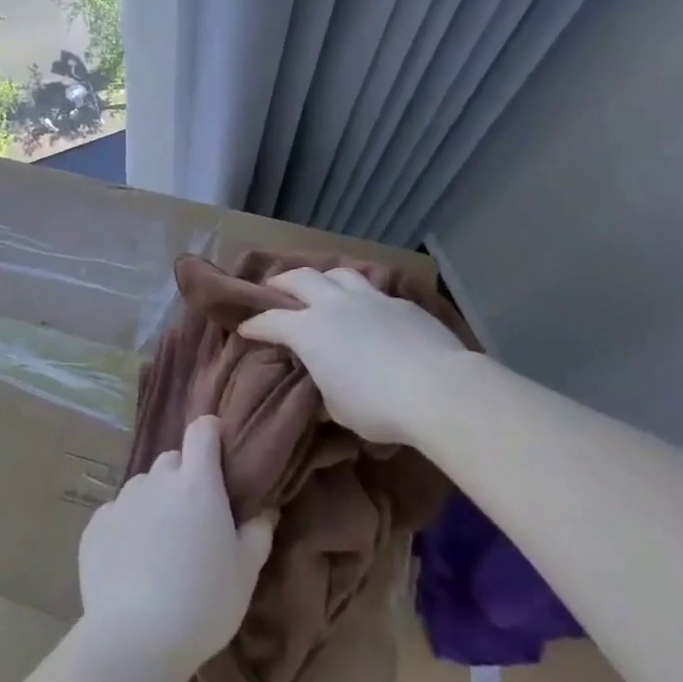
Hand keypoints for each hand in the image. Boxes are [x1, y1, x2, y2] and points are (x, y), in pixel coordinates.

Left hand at [78, 416, 274, 674]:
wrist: (136, 637)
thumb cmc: (203, 602)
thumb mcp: (245, 572)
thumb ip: (258, 532)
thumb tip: (266, 508)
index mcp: (196, 483)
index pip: (202, 431)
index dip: (211, 432)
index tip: (219, 449)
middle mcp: (156, 481)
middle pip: (172, 461)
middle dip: (185, 477)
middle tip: (195, 516)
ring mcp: (122, 500)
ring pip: (143, 487)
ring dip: (155, 502)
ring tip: (162, 545)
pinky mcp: (95, 525)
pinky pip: (117, 514)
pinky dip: (128, 527)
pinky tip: (133, 562)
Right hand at [238, 266, 474, 444]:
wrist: (438, 388)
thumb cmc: (377, 405)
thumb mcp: (338, 407)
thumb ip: (324, 386)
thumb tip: (324, 382)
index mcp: (308, 330)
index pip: (270, 322)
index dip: (254, 325)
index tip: (245, 328)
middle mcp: (333, 305)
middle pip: (300, 279)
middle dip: (282, 282)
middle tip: (274, 288)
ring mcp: (369, 299)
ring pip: (338, 274)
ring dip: (323, 278)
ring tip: (321, 286)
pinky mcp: (401, 303)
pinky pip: (373, 290)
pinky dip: (361, 296)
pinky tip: (367, 310)